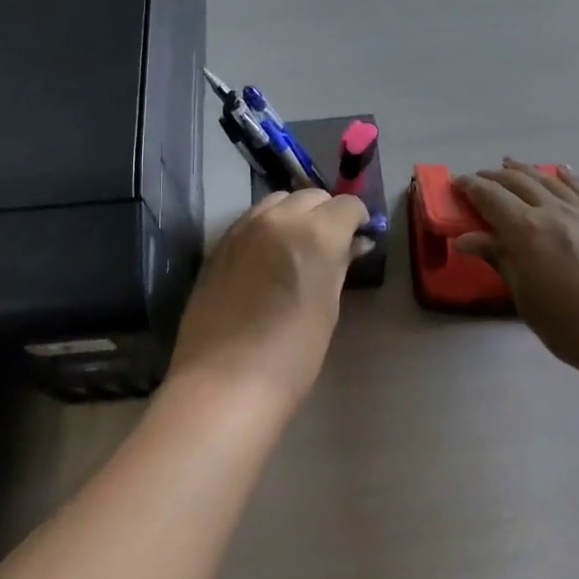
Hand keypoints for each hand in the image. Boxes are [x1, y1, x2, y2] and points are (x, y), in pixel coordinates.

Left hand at [164, 189, 369, 424]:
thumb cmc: (292, 354)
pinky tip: (268, 255)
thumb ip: (340, 264)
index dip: (358, 219)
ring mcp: (244, 228)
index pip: (347, 205)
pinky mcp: (220, 244)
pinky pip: (251, 219)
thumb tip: (354, 243)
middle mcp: (279, 219)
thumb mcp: (328, 307)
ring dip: (295, 213)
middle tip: (332, 244)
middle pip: (311, 196)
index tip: (359, 239)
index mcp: (316, 233)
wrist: (224, 382)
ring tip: (298, 245)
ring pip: (278, 200)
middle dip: (327, 213)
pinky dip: (268, 225)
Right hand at [454, 160, 578, 389]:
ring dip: (525, 170)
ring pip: (548, 180)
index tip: (455, 183)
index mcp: (524, 229)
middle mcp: (552, 211)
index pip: (490, 197)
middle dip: (494, 176)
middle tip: (478, 179)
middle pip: (517, 182)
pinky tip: (561, 171)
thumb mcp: (524, 297)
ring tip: (511, 163)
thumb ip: (499, 260)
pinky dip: (568, 177)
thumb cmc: (571, 323)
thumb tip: (466, 239)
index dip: (470, 187)